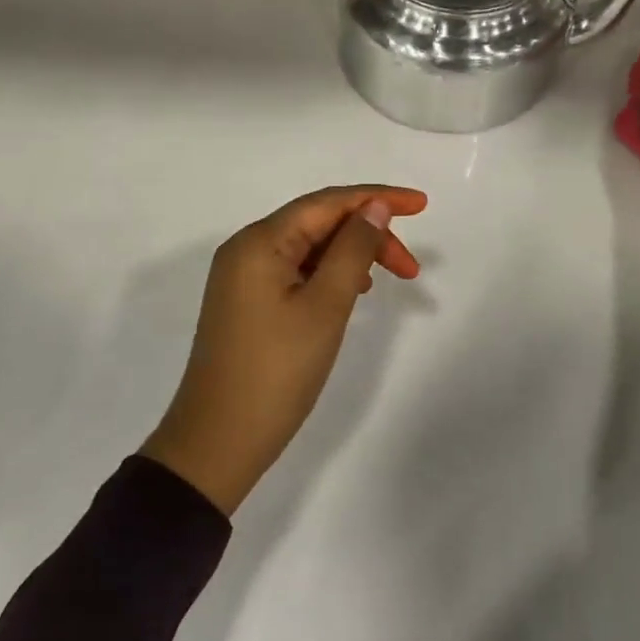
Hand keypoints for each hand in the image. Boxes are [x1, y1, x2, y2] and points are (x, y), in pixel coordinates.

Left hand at [140, 184, 427, 514]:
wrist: (218, 442)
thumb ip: (353, 251)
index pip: (326, 203)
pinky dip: (327, 275)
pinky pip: (293, 272)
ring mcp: (241, 278)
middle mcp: (245, 249)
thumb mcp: (324, 307)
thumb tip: (374, 208)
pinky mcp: (245, 304)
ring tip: (387, 278)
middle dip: (367, 235)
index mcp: (259, 241)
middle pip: (316, 223)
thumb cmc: (276, 372)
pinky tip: (351, 292)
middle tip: (411, 269)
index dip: (377, 198)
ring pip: (307, 248)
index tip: (422, 205)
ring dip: (350, 255)